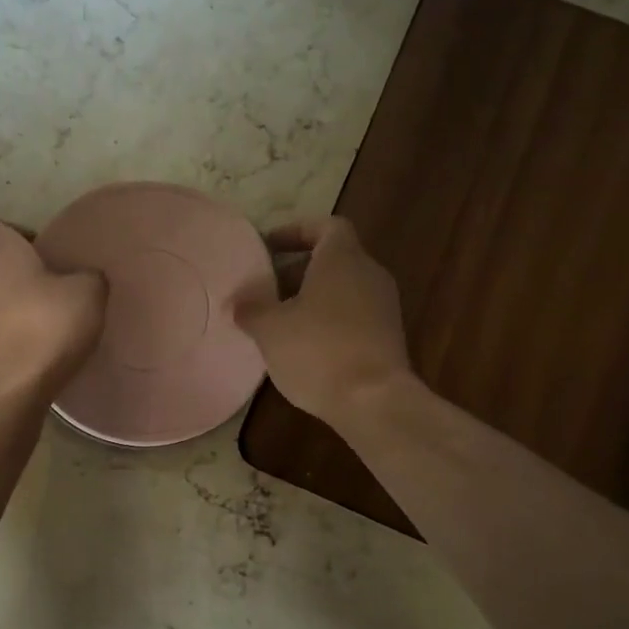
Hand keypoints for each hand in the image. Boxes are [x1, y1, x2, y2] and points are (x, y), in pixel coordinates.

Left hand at [0, 216, 106, 402]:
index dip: (13, 232)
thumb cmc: (45, 327)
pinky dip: (7, 336)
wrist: (7, 391)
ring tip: (45, 323)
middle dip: (17, 273)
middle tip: (53, 288)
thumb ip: (89, 276)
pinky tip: (35, 351)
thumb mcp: (89, 293)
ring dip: (11, 306)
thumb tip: (85, 278)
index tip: (41, 251)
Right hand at [237, 217, 412, 425]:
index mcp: (343, 259)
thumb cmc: (318, 350)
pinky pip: (353, 316)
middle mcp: (369, 274)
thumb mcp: (270, 328)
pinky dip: (328, 322)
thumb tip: (240, 302)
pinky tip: (303, 347)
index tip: (268, 246)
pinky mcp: (388, 338)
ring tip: (279, 321)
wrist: (374, 401)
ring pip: (342, 290)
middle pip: (333, 259)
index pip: (326, 226)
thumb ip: (251, 308)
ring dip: (311, 299)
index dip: (296, 231)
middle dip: (297, 270)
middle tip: (265, 289)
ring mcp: (383, 307)